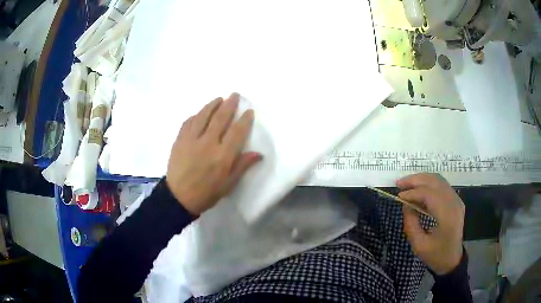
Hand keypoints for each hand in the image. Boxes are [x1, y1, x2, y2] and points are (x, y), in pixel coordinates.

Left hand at [166, 93, 261, 215]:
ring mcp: (191, 140)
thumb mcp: (228, 184)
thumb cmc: (207, 193)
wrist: (179, 197)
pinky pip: (188, 122)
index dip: (244, 120)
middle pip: (220, 118)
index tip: (249, 111)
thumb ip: (242, 166)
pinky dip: (196, 115)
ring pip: (203, 116)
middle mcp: (208, 143)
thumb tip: (259, 153)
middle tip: (234, 95)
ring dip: (212, 105)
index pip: (237, 132)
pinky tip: (200, 113)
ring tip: (218, 98)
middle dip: (229, 105)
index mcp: (222, 156)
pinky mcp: (179, 140)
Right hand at [397, 173, 464, 274]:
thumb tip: (405, 205)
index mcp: (447, 216)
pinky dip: (428, 183)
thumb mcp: (419, 245)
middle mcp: (454, 203)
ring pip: (438, 180)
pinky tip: (418, 189)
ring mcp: (457, 200)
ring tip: (406, 183)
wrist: (452, 260)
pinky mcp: (456, 200)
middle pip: (435, 181)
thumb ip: (411, 224)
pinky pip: (441, 185)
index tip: (399, 197)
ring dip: (421, 179)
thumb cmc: (435, 255)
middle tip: (399, 183)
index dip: (413, 193)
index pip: (429, 194)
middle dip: (416, 179)